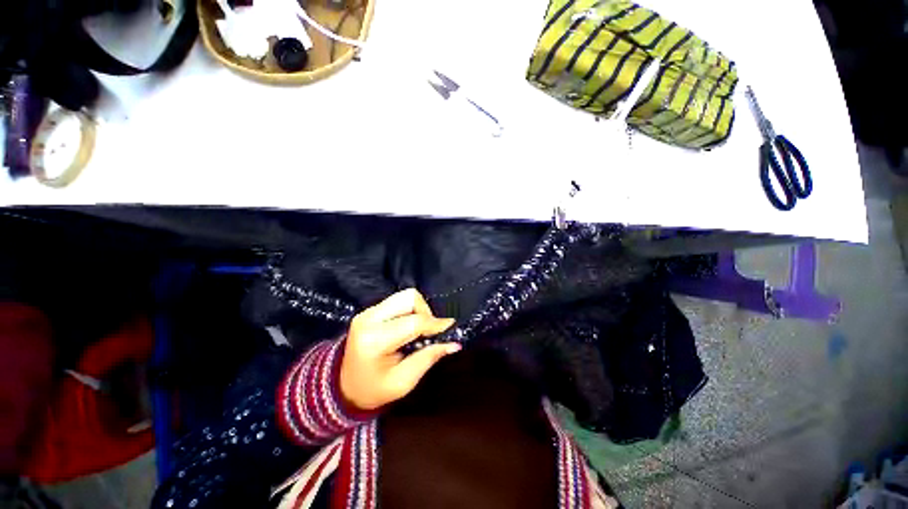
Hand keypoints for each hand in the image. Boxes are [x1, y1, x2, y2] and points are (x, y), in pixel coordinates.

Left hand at [339, 289, 458, 410]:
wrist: (344, 386)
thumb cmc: (374, 389)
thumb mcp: (403, 382)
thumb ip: (429, 358)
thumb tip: (454, 343)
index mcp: (375, 340)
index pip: (413, 322)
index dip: (435, 324)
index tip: (449, 328)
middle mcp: (369, 319)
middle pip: (409, 298)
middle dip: (426, 312)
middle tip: (429, 332)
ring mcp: (367, 312)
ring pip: (405, 295)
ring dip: (418, 309)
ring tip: (419, 329)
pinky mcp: (369, 310)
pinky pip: (398, 300)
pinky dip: (410, 310)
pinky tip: (409, 327)